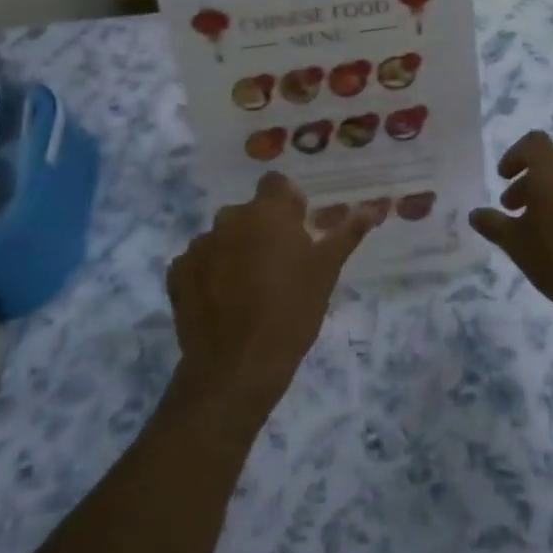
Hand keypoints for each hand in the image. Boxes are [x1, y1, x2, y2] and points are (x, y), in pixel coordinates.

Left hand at [166, 173, 376, 417]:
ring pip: (224, 237)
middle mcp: (229, 218)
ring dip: (235, 251)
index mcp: (267, 212)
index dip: (288, 204)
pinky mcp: (177, 273)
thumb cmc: (291, 313)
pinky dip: (210, 273)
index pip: (276, 184)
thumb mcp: (326, 272)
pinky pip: (199, 262)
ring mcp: (199, 245)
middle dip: (262, 230)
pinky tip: (223, 301)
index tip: (298, 230)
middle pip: (249, 213)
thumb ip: (347, 233)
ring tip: (249, 289)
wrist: (236, 368)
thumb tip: (375, 207)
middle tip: (278, 266)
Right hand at [469, 131, 552, 324]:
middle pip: (551, 165)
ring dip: (551, 197)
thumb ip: (494, 225)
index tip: (503, 177)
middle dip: (529, 183)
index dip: (515, 155)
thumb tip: (476, 214)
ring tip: (538, 229)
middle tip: (513, 209)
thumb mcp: (517, 245)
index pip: (533, 143)